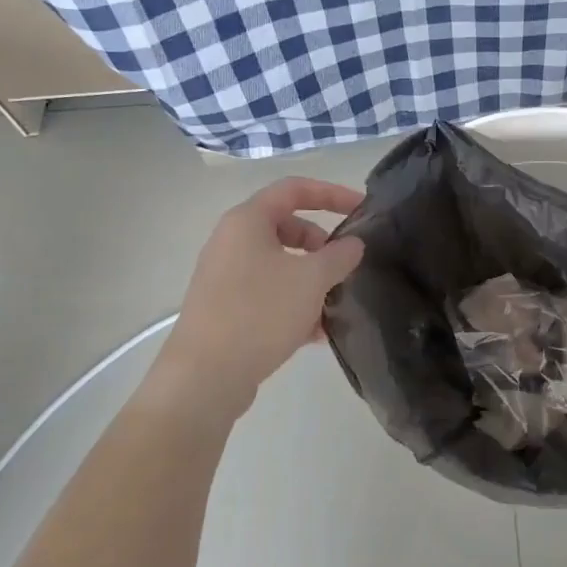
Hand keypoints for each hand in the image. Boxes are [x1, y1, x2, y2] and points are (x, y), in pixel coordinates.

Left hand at [155, 178, 364, 411]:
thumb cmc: (260, 313)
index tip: (362, 209)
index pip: (294, 189)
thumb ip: (340, 255)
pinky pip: (268, 294)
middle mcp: (232, 242)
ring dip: (311, 279)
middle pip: (287, 227)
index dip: (332, 194)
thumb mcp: (312, 279)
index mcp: (247, 221)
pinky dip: (294, 304)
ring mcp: (225, 277)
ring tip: (335, 304)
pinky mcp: (225, 309)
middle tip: (345, 265)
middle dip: (322, 244)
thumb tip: (353, 244)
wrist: (204, 377)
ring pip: (280, 265)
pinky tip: (315, 333)